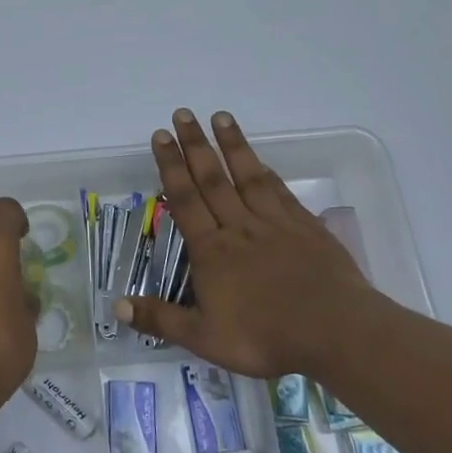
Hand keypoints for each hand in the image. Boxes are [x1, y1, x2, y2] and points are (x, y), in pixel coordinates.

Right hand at [116, 110, 391, 378]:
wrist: (335, 332)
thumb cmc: (265, 337)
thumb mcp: (204, 338)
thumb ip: (161, 319)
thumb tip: (116, 306)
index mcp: (212, 251)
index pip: (185, 200)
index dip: (170, 167)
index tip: (161, 137)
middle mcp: (239, 227)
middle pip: (212, 179)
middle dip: (194, 145)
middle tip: (182, 114)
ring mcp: (275, 224)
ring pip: (247, 176)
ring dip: (232, 145)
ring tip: (220, 116)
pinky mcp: (306, 228)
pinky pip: (280, 193)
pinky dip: (267, 173)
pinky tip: (260, 161)